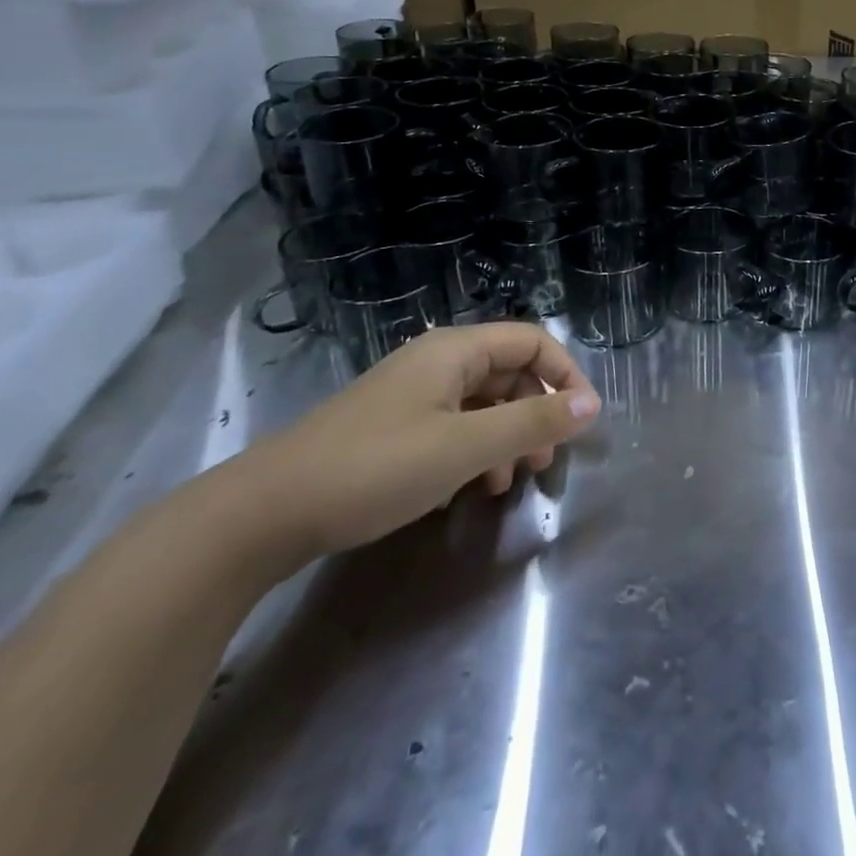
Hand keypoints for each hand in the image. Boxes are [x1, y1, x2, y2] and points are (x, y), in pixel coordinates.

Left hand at [241, 323, 600, 558]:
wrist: (263, 514)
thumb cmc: (375, 468)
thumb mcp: (464, 447)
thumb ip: (531, 423)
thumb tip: (591, 405)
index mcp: (455, 350)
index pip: (532, 341)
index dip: (565, 374)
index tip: (583, 419)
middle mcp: (437, 362)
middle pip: (509, 371)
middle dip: (537, 411)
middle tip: (547, 459)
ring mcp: (412, 395)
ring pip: (483, 402)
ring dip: (508, 435)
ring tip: (514, 480)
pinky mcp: (394, 427)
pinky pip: (455, 425)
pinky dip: (476, 450)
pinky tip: (473, 488)